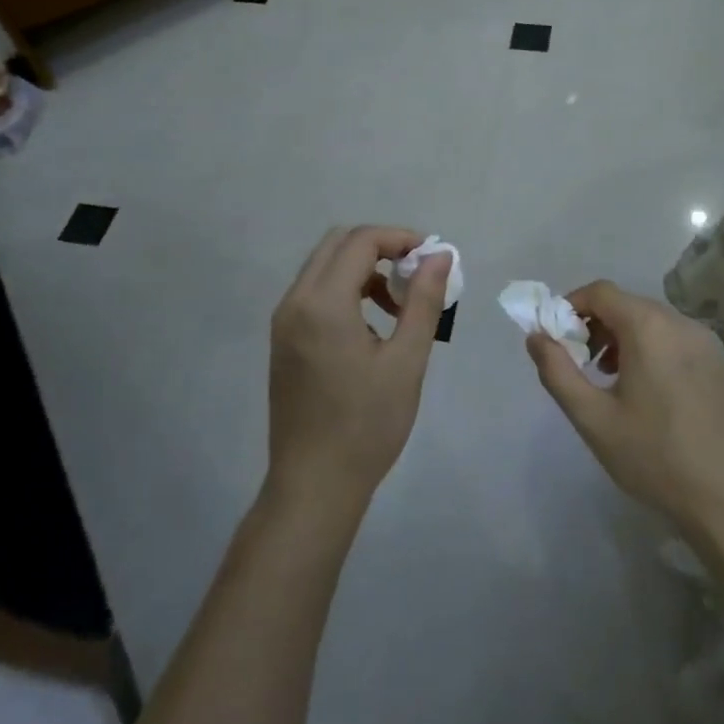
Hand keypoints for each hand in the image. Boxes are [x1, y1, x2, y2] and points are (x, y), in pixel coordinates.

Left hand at [266, 226, 449, 516]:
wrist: (314, 485)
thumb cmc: (366, 425)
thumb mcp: (406, 361)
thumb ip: (423, 301)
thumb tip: (440, 255)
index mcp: (323, 303)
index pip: (361, 241)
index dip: (400, 238)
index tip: (432, 258)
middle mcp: (295, 301)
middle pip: (338, 244)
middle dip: (380, 247)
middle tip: (416, 273)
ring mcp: (284, 321)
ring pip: (324, 267)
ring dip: (363, 268)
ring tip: (399, 304)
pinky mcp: (283, 340)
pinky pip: (314, 293)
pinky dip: (345, 289)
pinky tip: (371, 325)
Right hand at [526, 281, 723, 542]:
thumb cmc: (655, 458)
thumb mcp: (593, 419)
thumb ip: (557, 371)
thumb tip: (536, 337)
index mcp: (649, 327)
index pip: (601, 292)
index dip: (572, 306)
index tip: (559, 338)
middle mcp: (682, 324)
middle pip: (629, 305)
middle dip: (598, 325)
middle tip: (583, 363)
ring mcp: (710, 345)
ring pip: (656, 323)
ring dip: (627, 339)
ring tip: (614, 381)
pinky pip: (681, 343)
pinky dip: (657, 352)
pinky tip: (654, 397)